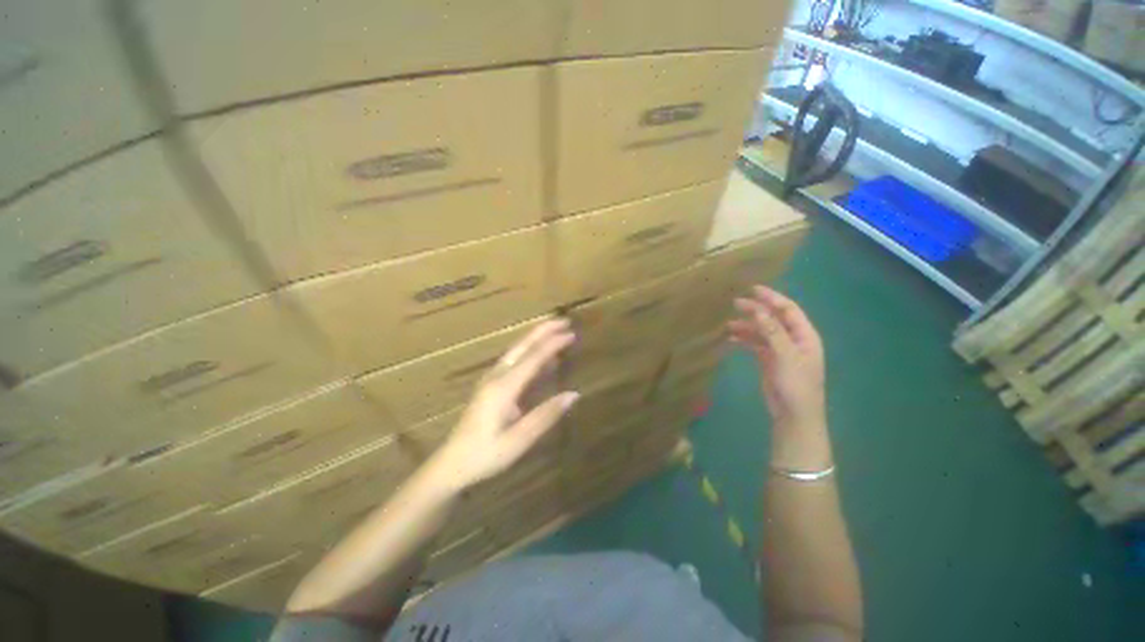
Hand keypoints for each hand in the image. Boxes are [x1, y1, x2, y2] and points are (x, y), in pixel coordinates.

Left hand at [428, 319, 578, 491]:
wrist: (451, 464)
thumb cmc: (485, 455)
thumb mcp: (519, 440)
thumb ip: (546, 415)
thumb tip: (574, 394)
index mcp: (503, 387)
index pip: (533, 358)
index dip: (553, 343)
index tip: (571, 333)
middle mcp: (497, 376)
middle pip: (522, 346)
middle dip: (543, 330)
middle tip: (564, 321)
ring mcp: (491, 379)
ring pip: (516, 350)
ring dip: (536, 338)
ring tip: (555, 330)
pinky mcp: (490, 385)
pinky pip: (513, 361)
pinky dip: (530, 352)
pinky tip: (541, 357)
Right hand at [728, 286, 829, 468]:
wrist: (794, 415)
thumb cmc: (796, 385)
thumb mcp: (786, 356)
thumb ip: (773, 332)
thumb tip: (758, 310)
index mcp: (805, 335)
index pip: (788, 310)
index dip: (772, 298)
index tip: (752, 289)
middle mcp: (793, 339)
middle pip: (773, 319)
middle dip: (756, 310)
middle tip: (735, 303)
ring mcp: (780, 350)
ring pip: (762, 331)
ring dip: (747, 326)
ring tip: (728, 324)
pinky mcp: (769, 360)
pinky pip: (755, 344)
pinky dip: (743, 340)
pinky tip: (730, 338)